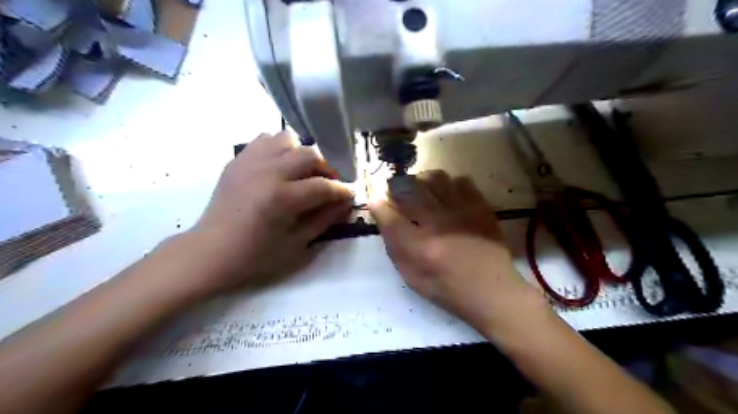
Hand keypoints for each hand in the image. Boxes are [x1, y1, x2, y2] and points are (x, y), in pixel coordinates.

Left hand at [187, 131, 352, 294]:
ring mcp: (250, 162)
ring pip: (287, 139)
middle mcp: (267, 171)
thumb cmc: (255, 256)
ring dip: (302, 153)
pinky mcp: (238, 160)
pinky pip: (264, 140)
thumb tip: (346, 204)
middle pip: (310, 154)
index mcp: (282, 197)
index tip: (350, 195)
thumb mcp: (296, 244)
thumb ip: (325, 220)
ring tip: (304, 172)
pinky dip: (279, 148)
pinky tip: (281, 166)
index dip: (342, 190)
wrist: (210, 252)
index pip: (324, 186)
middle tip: (330, 184)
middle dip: (327, 168)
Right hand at [369, 171, 540, 335]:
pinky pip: (461, 180)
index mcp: (420, 247)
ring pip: (435, 178)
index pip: (390, 217)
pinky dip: (449, 184)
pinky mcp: (480, 207)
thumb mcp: (412, 277)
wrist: (492, 291)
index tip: (375, 201)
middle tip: (396, 192)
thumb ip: (395, 248)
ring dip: (421, 180)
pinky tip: (447, 195)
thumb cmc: (448, 289)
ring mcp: (461, 212)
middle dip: (396, 186)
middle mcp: (438, 224)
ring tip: (421, 189)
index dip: (378, 205)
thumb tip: (384, 219)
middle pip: (410, 189)